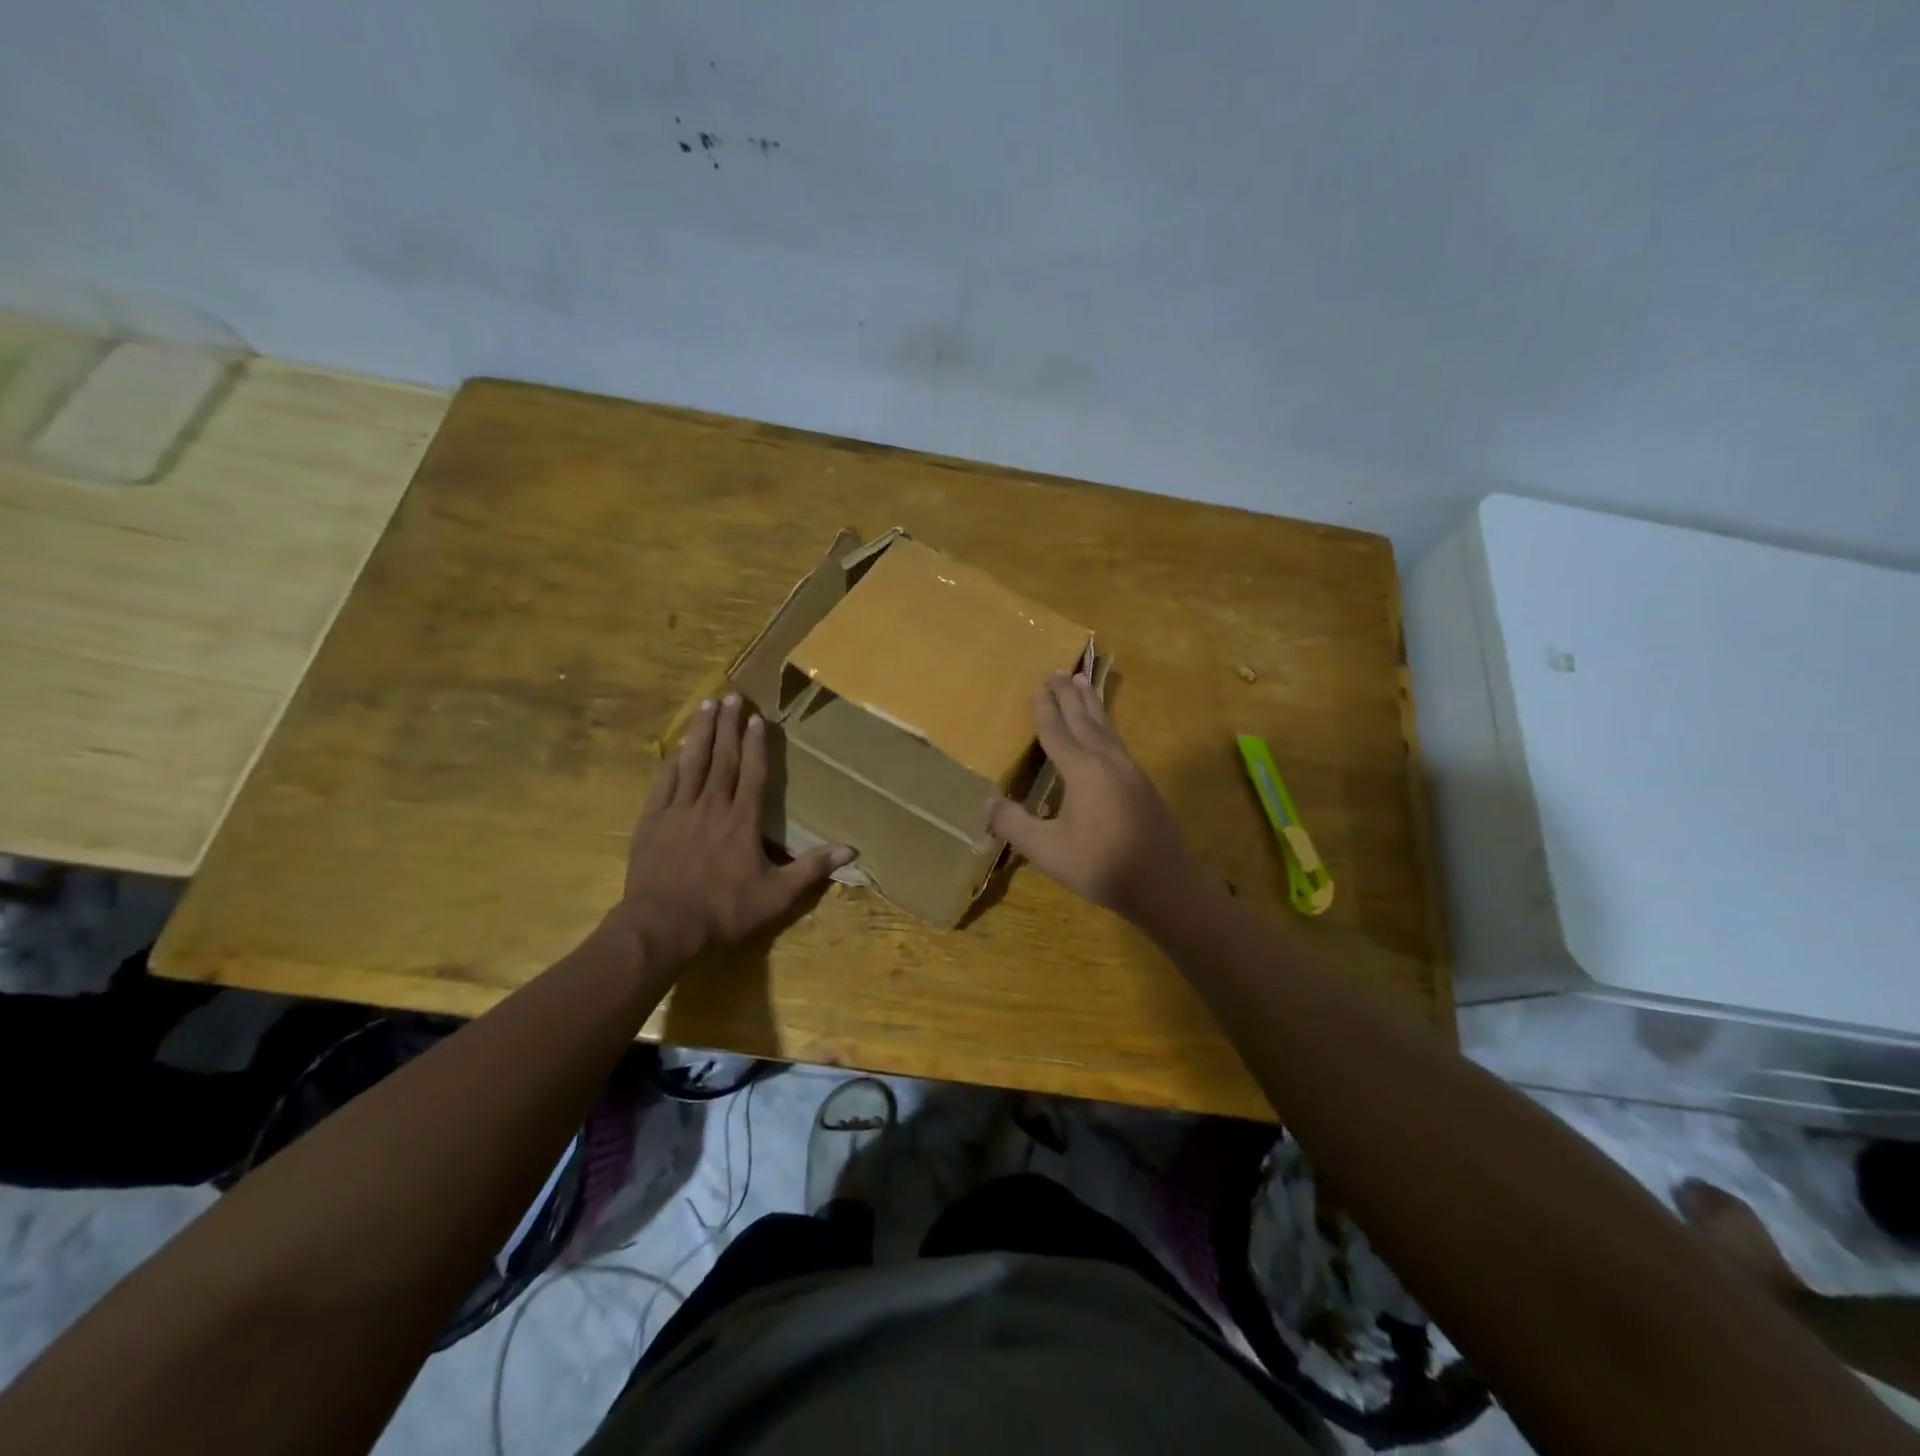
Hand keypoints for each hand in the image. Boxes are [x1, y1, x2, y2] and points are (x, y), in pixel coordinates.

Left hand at [613, 694, 851, 967]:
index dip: (757, 744)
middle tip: (732, 696)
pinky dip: (672, 762)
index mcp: (742, 821)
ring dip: (701, 733)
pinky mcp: (652, 821)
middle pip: (722, 758)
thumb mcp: (777, 895)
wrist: (663, 925)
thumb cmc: (724, 909)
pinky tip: (677, 747)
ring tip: (706, 705)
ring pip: (692, 763)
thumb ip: (812, 868)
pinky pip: (664, 783)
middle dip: (728, 725)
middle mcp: (712, 806)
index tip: (758, 718)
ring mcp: (678, 811)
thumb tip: (852, 850)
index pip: (753, 773)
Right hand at [987, 670, 1195, 920]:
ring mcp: (1130, 770)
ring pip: (1106, 727)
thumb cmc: (1101, 865)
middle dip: (1069, 696)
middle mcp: (1107, 761)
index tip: (1038, 687)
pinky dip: (1106, 725)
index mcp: (1083, 770)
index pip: (1057, 732)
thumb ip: (1014, 824)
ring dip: (1092, 704)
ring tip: (1084, 682)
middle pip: (1084, 720)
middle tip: (1059, 671)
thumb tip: (988, 802)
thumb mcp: (1047, 850)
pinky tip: (1106, 733)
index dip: (1045, 710)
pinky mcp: (1143, 784)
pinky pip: (1118, 741)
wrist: (1164, 883)